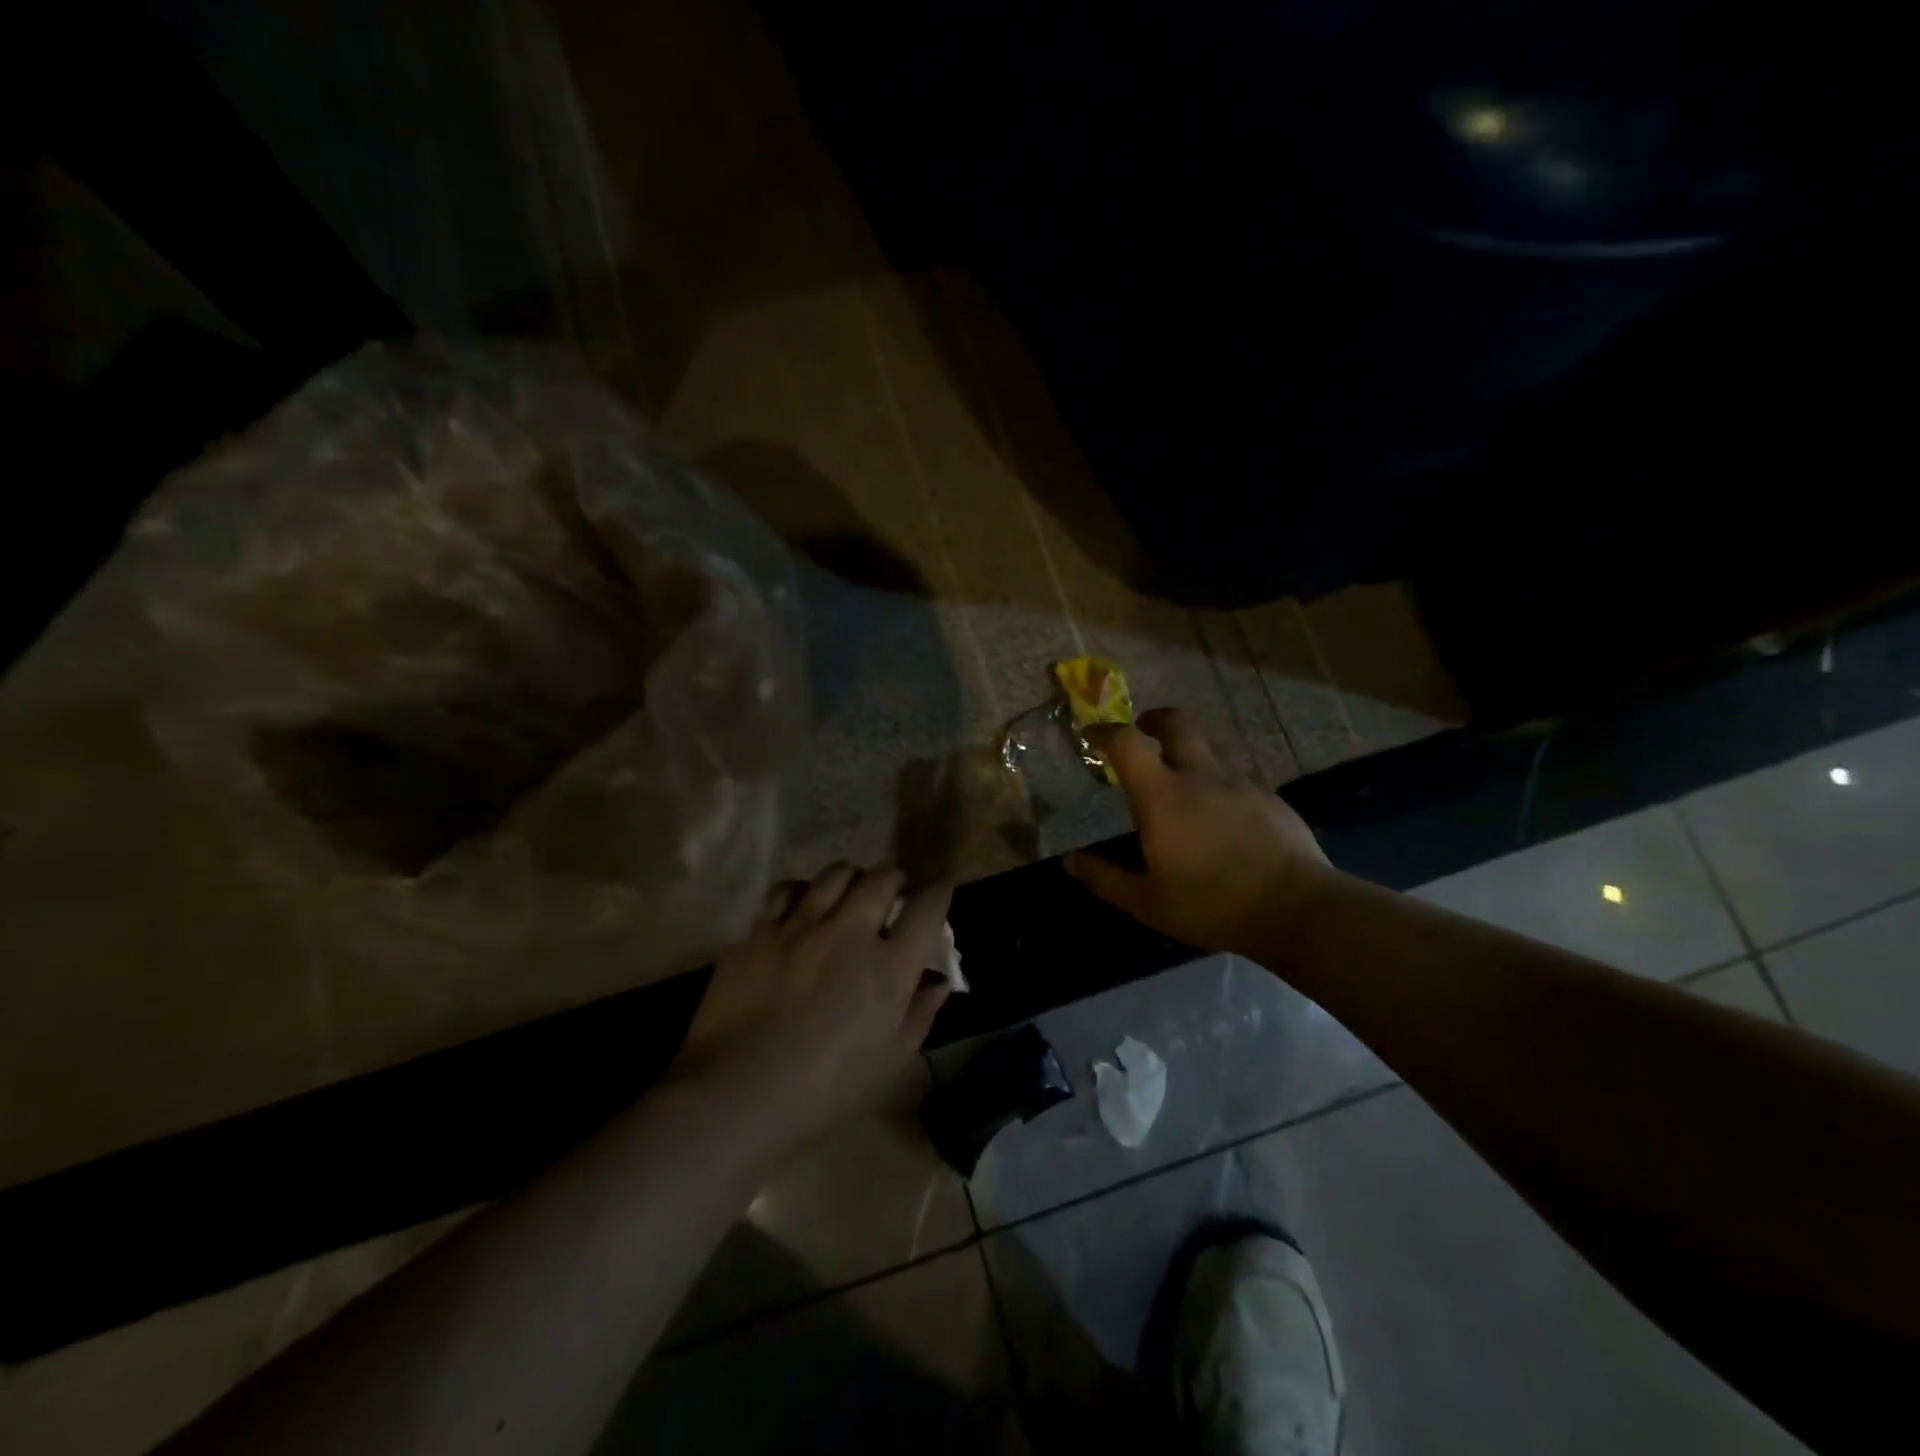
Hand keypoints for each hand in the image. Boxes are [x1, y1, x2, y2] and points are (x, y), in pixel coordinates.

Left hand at [668, 864, 952, 1156]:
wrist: (735, 1095)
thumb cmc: (824, 1091)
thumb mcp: (888, 1062)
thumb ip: (919, 1014)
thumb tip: (938, 981)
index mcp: (888, 967)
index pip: (927, 909)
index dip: (939, 893)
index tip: (939, 893)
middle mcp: (848, 933)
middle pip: (882, 878)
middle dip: (896, 877)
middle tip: (895, 891)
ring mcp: (800, 926)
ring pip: (835, 874)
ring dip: (852, 877)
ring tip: (850, 892)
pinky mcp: (760, 931)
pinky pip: (786, 891)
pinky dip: (803, 891)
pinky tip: (802, 906)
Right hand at [1066, 707, 1336, 954]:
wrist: (1296, 908)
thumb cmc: (1211, 904)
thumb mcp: (1147, 903)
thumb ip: (1105, 879)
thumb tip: (1070, 862)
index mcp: (1163, 796)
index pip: (1127, 743)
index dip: (1104, 732)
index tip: (1092, 735)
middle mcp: (1200, 775)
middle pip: (1177, 723)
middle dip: (1154, 719)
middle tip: (1143, 731)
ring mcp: (1240, 782)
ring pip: (1210, 746)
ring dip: (1189, 749)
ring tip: (1182, 775)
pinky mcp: (1269, 796)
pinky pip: (1236, 773)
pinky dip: (1219, 778)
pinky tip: (1221, 809)